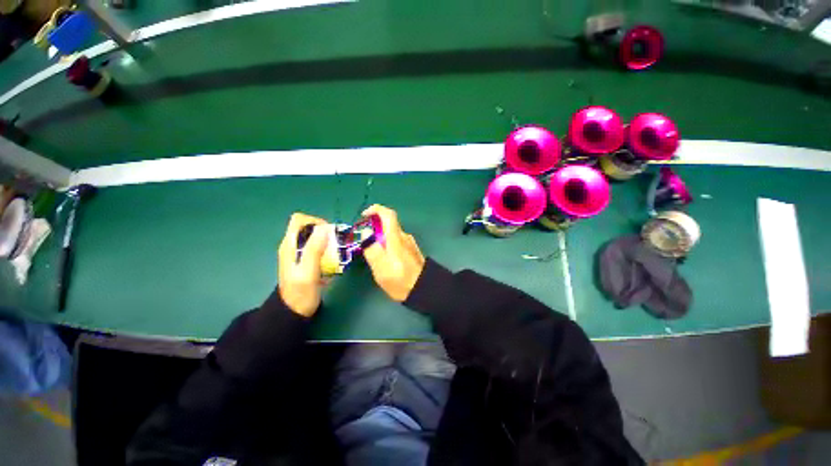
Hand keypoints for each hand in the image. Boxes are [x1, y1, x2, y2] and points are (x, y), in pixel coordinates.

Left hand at [278, 213, 329, 316]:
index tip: (329, 233)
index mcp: (290, 245)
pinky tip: (332, 261)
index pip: (299, 219)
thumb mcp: (308, 272)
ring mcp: (299, 253)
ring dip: (328, 242)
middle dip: (325, 232)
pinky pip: (318, 247)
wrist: (294, 312)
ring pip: (315, 237)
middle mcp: (293, 245)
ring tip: (335, 254)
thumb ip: (314, 250)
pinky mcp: (306, 260)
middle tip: (335, 245)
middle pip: (309, 227)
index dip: (315, 221)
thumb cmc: (300, 293)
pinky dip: (327, 250)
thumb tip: (324, 227)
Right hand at [362, 205, 425, 301]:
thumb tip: (366, 232)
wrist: (424, 289)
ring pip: (392, 234)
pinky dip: (388, 243)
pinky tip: (385, 258)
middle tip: (364, 240)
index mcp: (396, 238)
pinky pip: (397, 241)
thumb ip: (372, 248)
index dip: (375, 210)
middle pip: (389, 224)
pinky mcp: (412, 250)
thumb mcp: (381, 268)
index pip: (388, 214)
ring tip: (373, 253)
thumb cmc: (400, 280)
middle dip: (374, 227)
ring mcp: (410, 243)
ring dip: (380, 237)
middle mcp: (404, 236)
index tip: (364, 216)